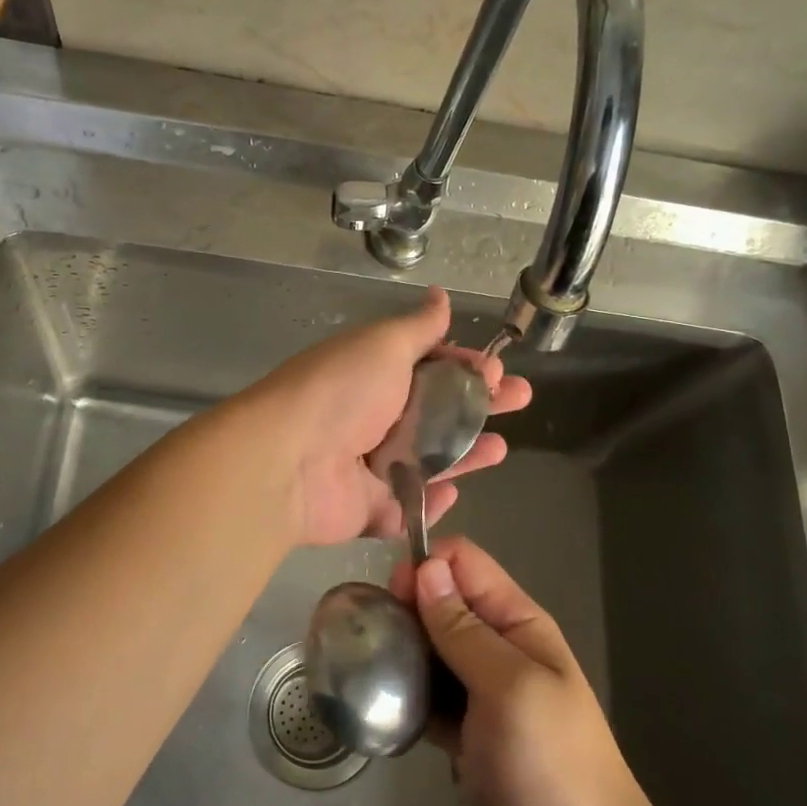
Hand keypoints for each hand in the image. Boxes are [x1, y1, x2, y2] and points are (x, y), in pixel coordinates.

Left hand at [238, 287, 529, 546]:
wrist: (288, 460)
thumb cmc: (341, 391)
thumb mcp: (382, 344)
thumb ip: (418, 327)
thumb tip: (440, 295)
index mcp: (375, 375)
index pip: (429, 367)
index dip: (464, 365)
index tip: (495, 368)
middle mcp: (374, 419)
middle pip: (437, 413)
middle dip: (480, 406)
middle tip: (519, 400)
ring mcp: (371, 468)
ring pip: (429, 462)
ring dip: (466, 455)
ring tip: (500, 449)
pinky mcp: (371, 510)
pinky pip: (410, 508)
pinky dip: (433, 503)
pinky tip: (455, 493)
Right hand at [392, 536, 669, 805]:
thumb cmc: (552, 765)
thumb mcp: (508, 688)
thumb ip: (464, 629)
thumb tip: (427, 568)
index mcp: (516, 621)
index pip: (463, 563)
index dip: (425, 568)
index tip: (395, 599)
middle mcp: (498, 643)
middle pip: (441, 600)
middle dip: (407, 610)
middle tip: (379, 643)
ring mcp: (483, 686)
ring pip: (431, 646)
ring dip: (405, 653)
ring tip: (375, 675)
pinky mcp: (468, 725)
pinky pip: (431, 692)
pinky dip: (411, 695)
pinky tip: (390, 709)